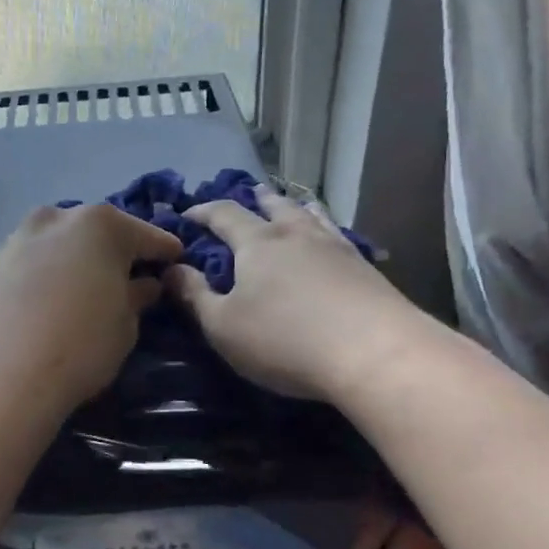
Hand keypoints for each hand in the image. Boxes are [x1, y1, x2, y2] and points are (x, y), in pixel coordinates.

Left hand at [0, 204, 181, 419]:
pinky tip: (53, 295)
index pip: (146, 236)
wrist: (1, 373)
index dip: (164, 252)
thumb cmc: (81, 345)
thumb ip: (137, 297)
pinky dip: (48, 270)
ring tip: (88, 286)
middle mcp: (59, 217)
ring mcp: (21, 236)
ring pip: (61, 241)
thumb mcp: (125, 325)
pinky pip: (34, 259)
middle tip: (130, 276)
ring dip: (77, 257)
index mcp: (102, 224)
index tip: (177, 262)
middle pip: (98, 231)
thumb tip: (144, 284)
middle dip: (116, 251)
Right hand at [163, 185, 421, 403]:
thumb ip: (194, 296)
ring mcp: (337, 249)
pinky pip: (338, 237)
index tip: (188, 213)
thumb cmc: (285, 340)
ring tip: (294, 205)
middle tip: (250, 193)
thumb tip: (171, 269)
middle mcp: (296, 235)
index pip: (224, 214)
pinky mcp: (367, 270)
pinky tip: (332, 241)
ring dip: (296, 208)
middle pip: (274, 206)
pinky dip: (326, 231)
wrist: (377, 354)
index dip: (203, 211)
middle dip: (257, 200)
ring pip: (312, 216)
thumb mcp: (223, 326)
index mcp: (257, 243)